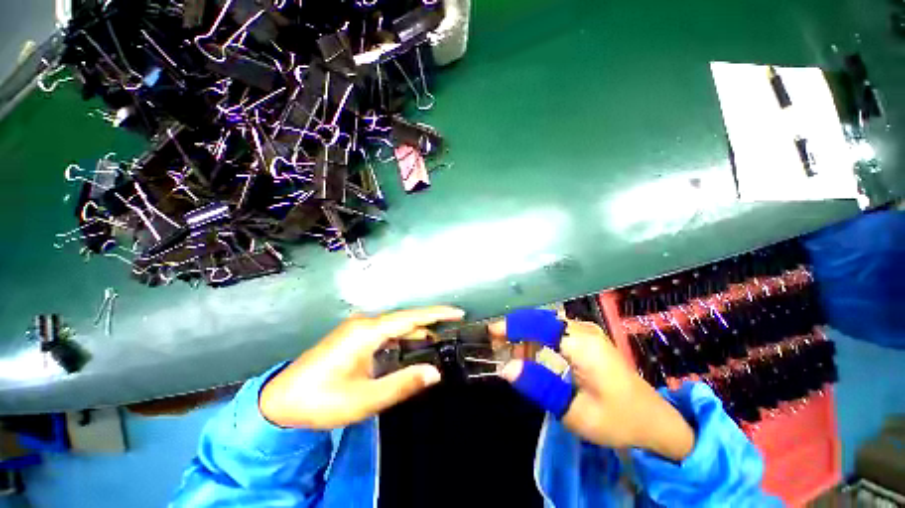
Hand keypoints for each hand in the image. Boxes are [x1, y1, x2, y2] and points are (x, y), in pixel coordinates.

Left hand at [260, 306, 464, 428]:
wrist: (279, 401)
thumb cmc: (321, 401)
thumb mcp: (364, 399)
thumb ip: (402, 384)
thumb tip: (434, 372)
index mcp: (367, 332)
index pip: (411, 317)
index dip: (437, 314)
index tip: (458, 312)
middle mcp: (364, 323)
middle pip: (405, 318)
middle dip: (431, 321)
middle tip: (455, 325)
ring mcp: (357, 328)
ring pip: (396, 325)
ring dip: (417, 330)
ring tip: (440, 337)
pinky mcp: (354, 336)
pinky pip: (386, 331)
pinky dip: (404, 336)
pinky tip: (412, 345)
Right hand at [491, 316, 694, 460]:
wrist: (654, 421)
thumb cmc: (617, 420)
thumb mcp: (574, 412)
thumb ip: (538, 386)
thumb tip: (506, 369)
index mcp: (582, 345)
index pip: (538, 325)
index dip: (513, 326)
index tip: (491, 333)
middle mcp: (584, 330)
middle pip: (540, 319)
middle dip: (516, 328)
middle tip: (497, 345)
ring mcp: (588, 331)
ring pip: (546, 322)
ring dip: (526, 334)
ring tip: (513, 355)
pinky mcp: (588, 338)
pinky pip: (556, 329)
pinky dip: (538, 338)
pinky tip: (533, 354)